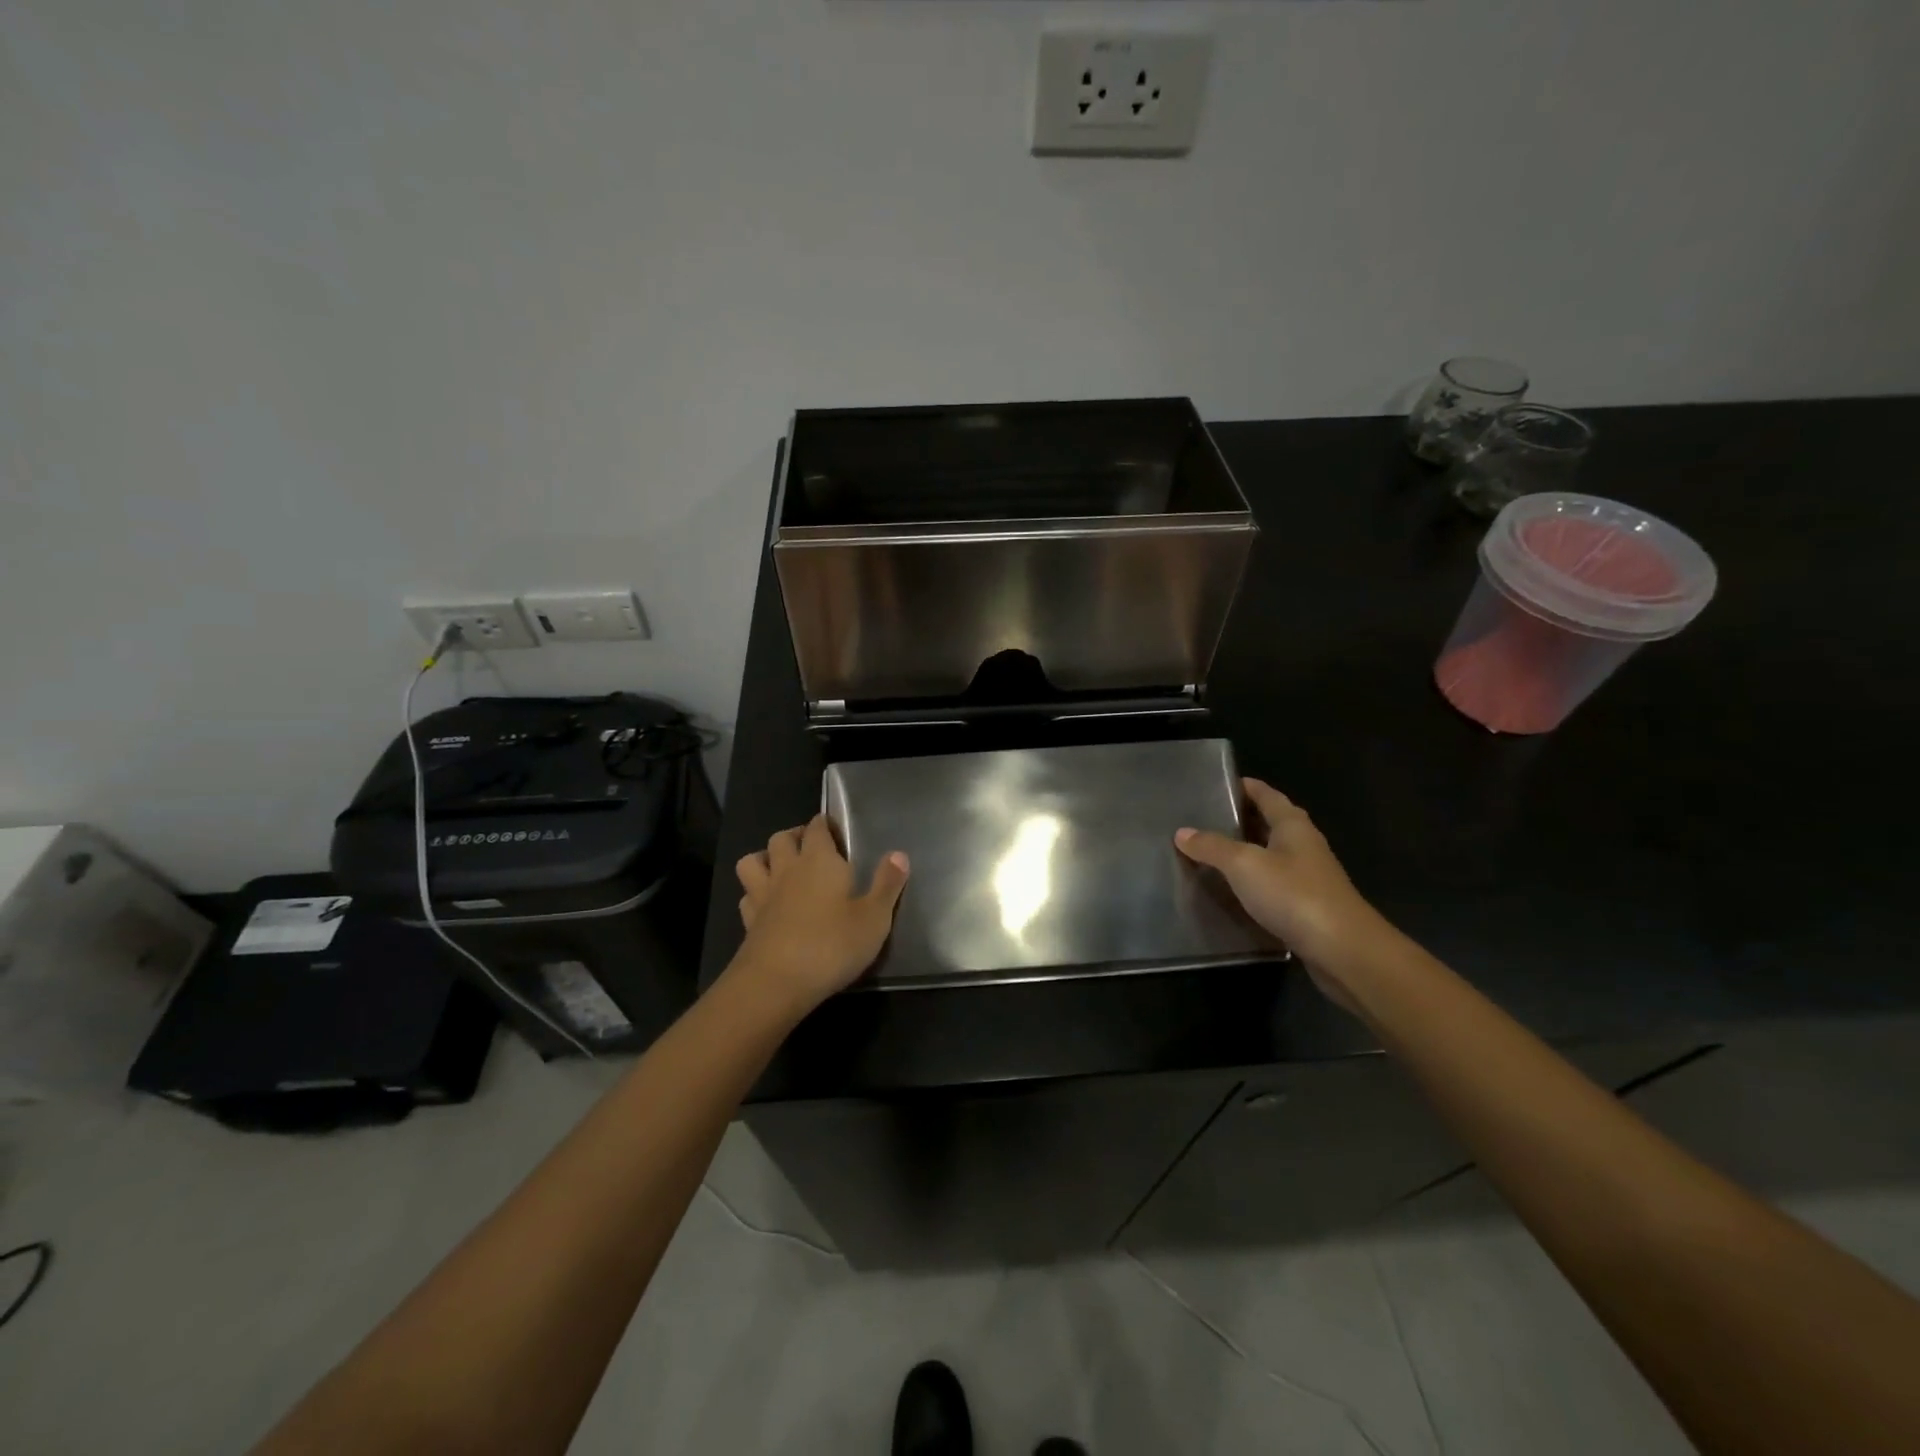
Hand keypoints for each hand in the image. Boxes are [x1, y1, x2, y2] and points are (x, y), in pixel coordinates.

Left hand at [732, 815, 909, 1013]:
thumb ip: (887, 884)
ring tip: (781, 868)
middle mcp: (788, 869)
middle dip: (795, 835)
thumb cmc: (832, 945)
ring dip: (765, 858)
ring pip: (753, 861)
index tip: (835, 830)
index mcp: (819, 860)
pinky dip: (755, 894)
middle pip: (781, 838)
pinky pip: (747, 896)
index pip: (817, 827)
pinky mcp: (748, 922)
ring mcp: (763, 895)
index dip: (824, 824)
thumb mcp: (874, 918)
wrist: (776, 983)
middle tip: (811, 847)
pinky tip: (768, 905)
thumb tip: (899, 854)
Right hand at [1174, 778, 1387, 1000]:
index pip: (1266, 795)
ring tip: (1210, 853)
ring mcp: (1308, 877)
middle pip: (1270, 823)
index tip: (1216, 784)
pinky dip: (1253, 881)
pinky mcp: (1307, 906)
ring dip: (1246, 852)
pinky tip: (1232, 890)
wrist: (1342, 949)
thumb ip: (1212, 847)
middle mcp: (1304, 845)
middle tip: (1203, 819)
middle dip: (1240, 819)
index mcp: (1293, 825)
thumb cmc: (1293, 894)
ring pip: (1271, 854)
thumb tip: (1182, 832)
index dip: (1244, 787)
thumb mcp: (1244, 864)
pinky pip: (1274, 883)